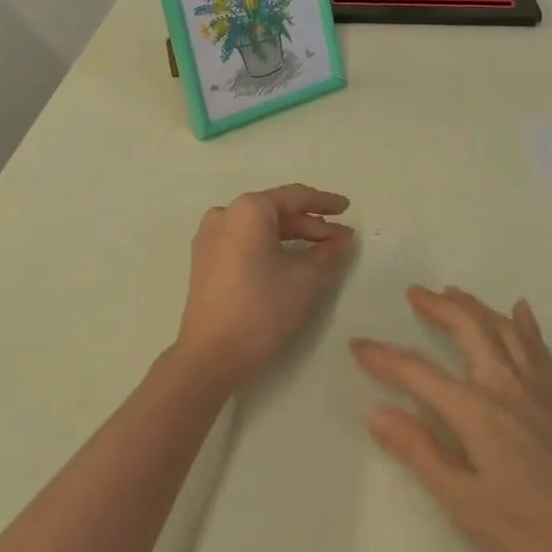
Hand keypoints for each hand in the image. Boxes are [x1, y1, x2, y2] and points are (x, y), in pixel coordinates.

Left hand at [171, 185, 355, 392]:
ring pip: (259, 227)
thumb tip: (341, 241)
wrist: (211, 354)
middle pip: (275, 211)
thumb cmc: (261, 310)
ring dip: (291, 236)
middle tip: (340, 240)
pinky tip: (289, 260)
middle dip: (310, 225)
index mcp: (248, 210)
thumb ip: (327, 254)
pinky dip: (268, 246)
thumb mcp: (305, 281)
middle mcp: (225, 214)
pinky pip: (243, 241)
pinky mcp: (204, 259)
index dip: (324, 203)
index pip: (294, 197)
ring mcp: (209, 237)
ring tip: (320, 250)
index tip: (347, 209)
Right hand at [352, 286, 551, 551]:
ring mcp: (538, 389)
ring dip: (475, 306)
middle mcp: (506, 385)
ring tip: (453, 293)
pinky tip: (520, 311)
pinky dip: (524, 323)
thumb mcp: (466, 503)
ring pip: (503, 329)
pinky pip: (539, 347)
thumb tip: (376, 412)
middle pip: (468, 329)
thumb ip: (420, 452)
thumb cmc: (534, 532)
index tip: (357, 345)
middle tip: (414, 293)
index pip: (418, 373)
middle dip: (438, 307)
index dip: (384, 358)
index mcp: (476, 410)